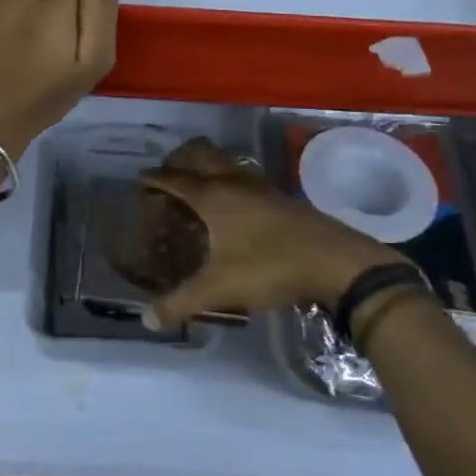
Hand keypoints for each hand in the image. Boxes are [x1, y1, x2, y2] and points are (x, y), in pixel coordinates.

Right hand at [140, 139, 401, 326]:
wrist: (335, 261)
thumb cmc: (270, 267)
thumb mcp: (219, 288)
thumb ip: (180, 303)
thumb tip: (147, 320)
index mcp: (212, 196)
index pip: (174, 179)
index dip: (154, 178)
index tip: (140, 180)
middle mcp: (233, 181)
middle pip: (200, 154)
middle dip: (179, 159)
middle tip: (167, 175)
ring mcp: (260, 186)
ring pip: (226, 161)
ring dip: (207, 165)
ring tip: (197, 185)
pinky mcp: (280, 197)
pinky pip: (245, 176)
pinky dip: (229, 179)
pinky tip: (234, 203)